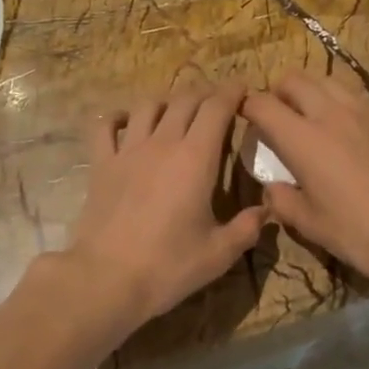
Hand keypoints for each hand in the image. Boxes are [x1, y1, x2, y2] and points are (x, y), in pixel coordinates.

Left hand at [60, 83, 265, 335]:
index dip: (231, 92)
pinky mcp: (101, 164)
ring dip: (167, 101)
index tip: (242, 89)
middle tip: (217, 100)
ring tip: (176, 108)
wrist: (107, 279)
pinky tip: (126, 121)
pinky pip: (106, 127)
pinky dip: (118, 117)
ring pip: (148, 106)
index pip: (216, 108)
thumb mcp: (219, 253)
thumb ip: (247, 227)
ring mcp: (128, 150)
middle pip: (185, 100)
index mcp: (196, 158)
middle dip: (204, 93)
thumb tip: (266, 210)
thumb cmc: (168, 266)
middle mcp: (163, 143)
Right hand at [243, 72, 368, 292]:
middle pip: (293, 79)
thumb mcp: (310, 224)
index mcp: (302, 139)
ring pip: (325, 79)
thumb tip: (272, 187)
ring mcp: (361, 110)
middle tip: (277, 117)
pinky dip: (337, 99)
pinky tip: (342, 125)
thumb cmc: (359, 232)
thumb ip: (282, 200)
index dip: (247, 107)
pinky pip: (352, 92)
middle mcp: (329, 113)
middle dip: (277, 92)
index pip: (263, 104)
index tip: (244, 118)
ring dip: (309, 90)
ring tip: (309, 116)